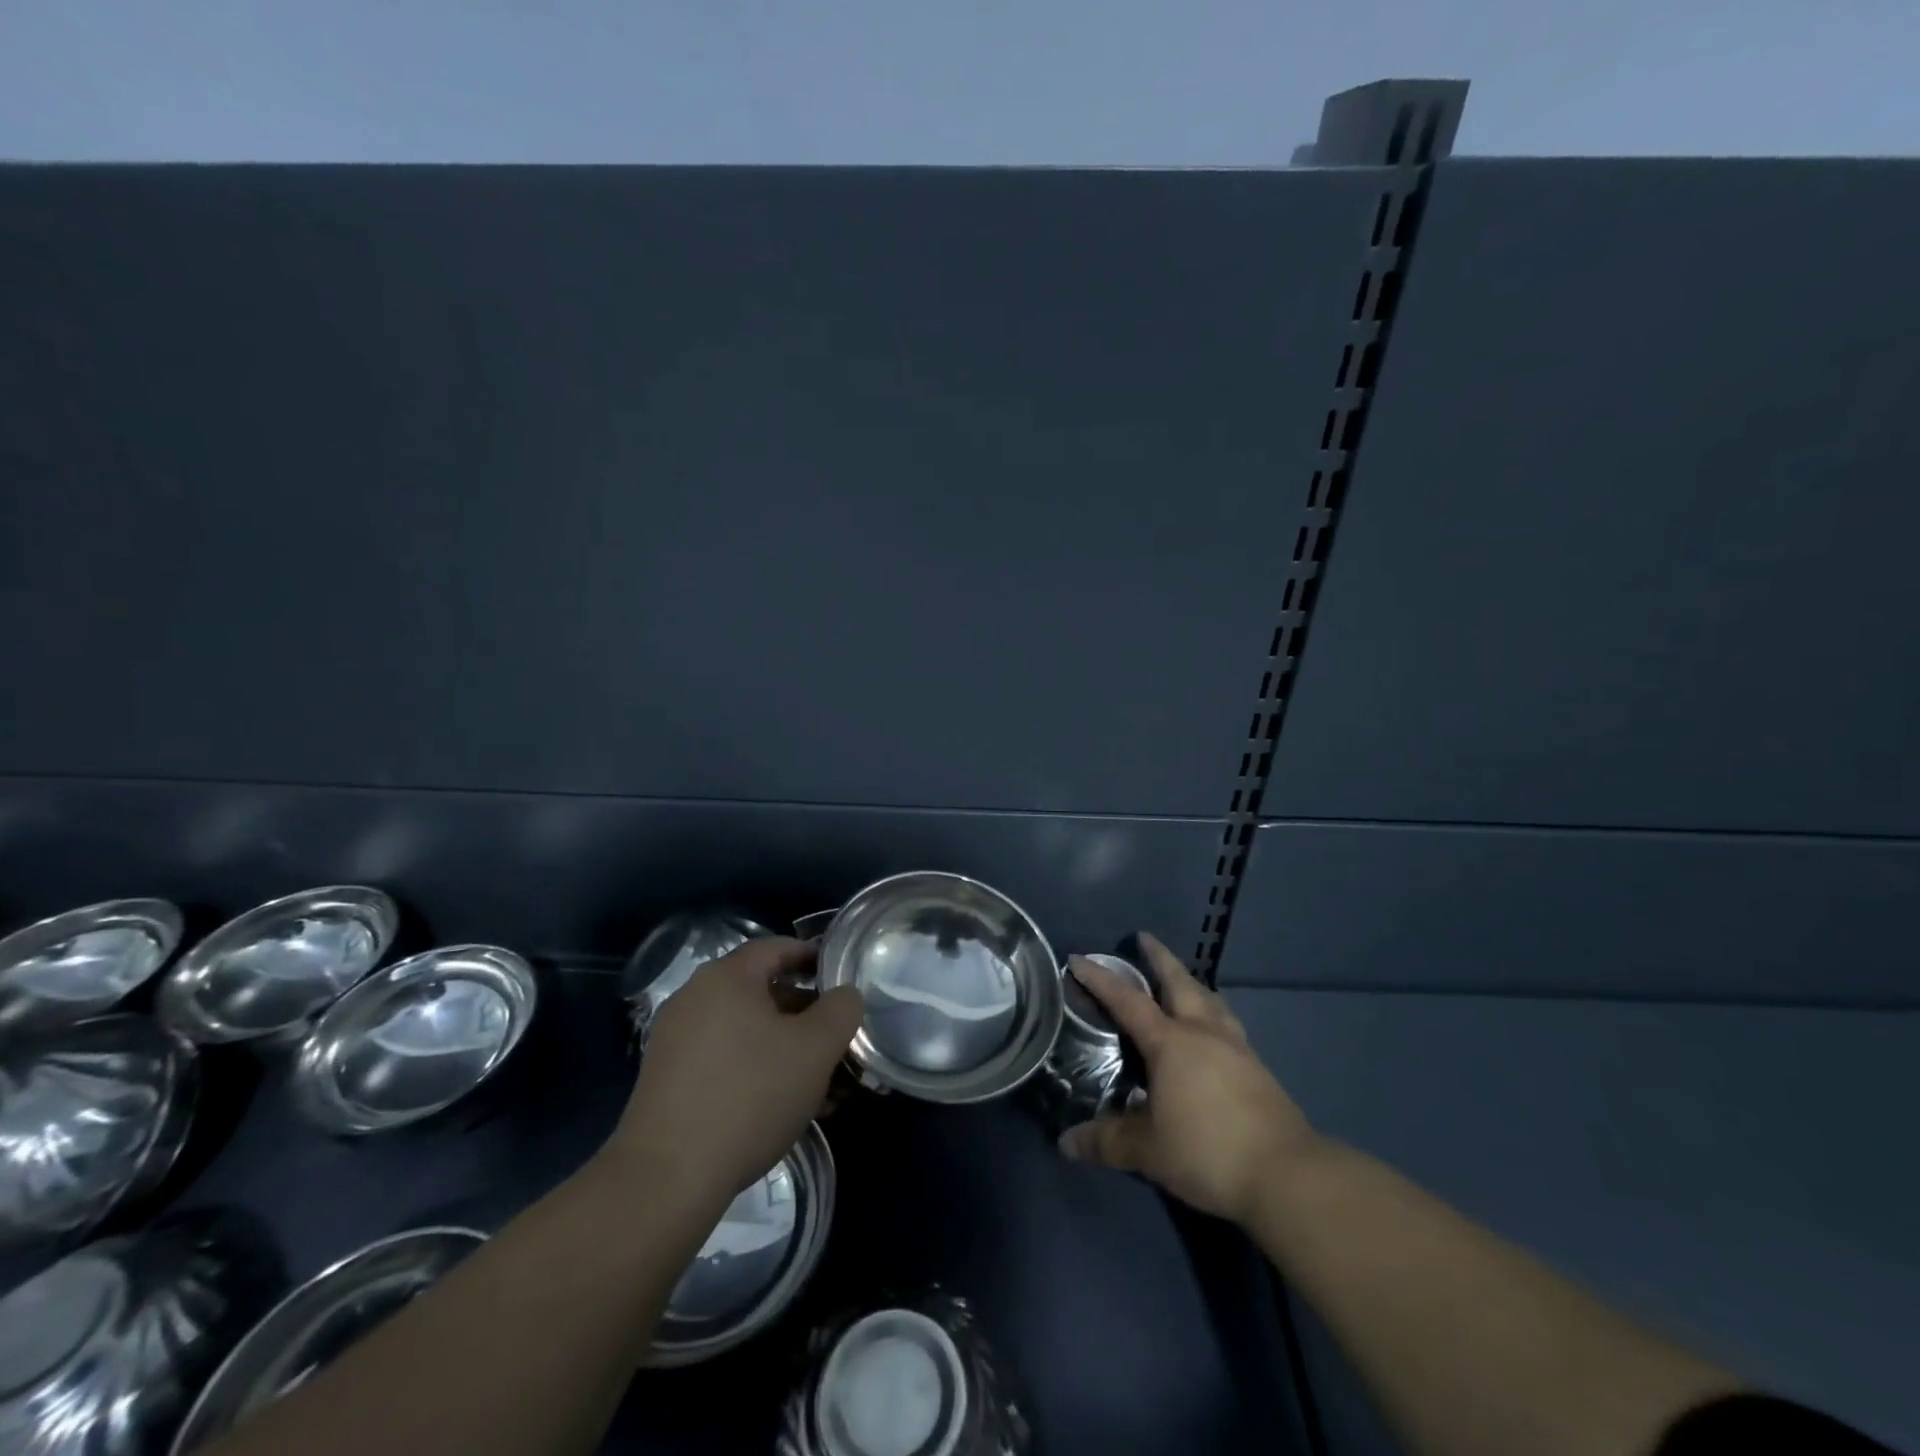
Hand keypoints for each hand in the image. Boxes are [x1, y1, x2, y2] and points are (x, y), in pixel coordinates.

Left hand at [604, 938, 862, 1212]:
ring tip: (821, 1084)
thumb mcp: (815, 1049)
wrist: (667, 1179)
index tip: (842, 976)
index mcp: (727, 977)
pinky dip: (757, 1070)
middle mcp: (696, 998)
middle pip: (762, 991)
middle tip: (838, 1038)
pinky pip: (725, 1059)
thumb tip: (844, 993)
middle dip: (805, 1013)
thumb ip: (841, 1009)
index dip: (813, 956)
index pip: (777, 948)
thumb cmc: (750, 1096)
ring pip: (746, 1031)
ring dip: (786, 1048)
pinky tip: (784, 1107)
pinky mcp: (669, 1080)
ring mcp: (677, 1040)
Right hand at [1059, 932, 1319, 1226]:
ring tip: (1182, 979)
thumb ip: (1107, 1141)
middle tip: (1145, 939)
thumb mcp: (1149, 1151)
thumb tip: (1066, 1142)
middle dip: (1160, 958)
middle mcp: (1203, 1033)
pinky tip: (1212, 1028)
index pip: (1128, 1000)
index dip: (1101, 979)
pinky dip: (1212, 1011)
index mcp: (1171, 1042)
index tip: (1080, 958)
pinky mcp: (1258, 1069)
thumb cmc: (1207, 1151)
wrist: (1286, 1175)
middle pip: (1179, 982)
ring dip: (1191, 982)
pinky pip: (1227, 1023)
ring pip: (1210, 999)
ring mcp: (1236, 1048)